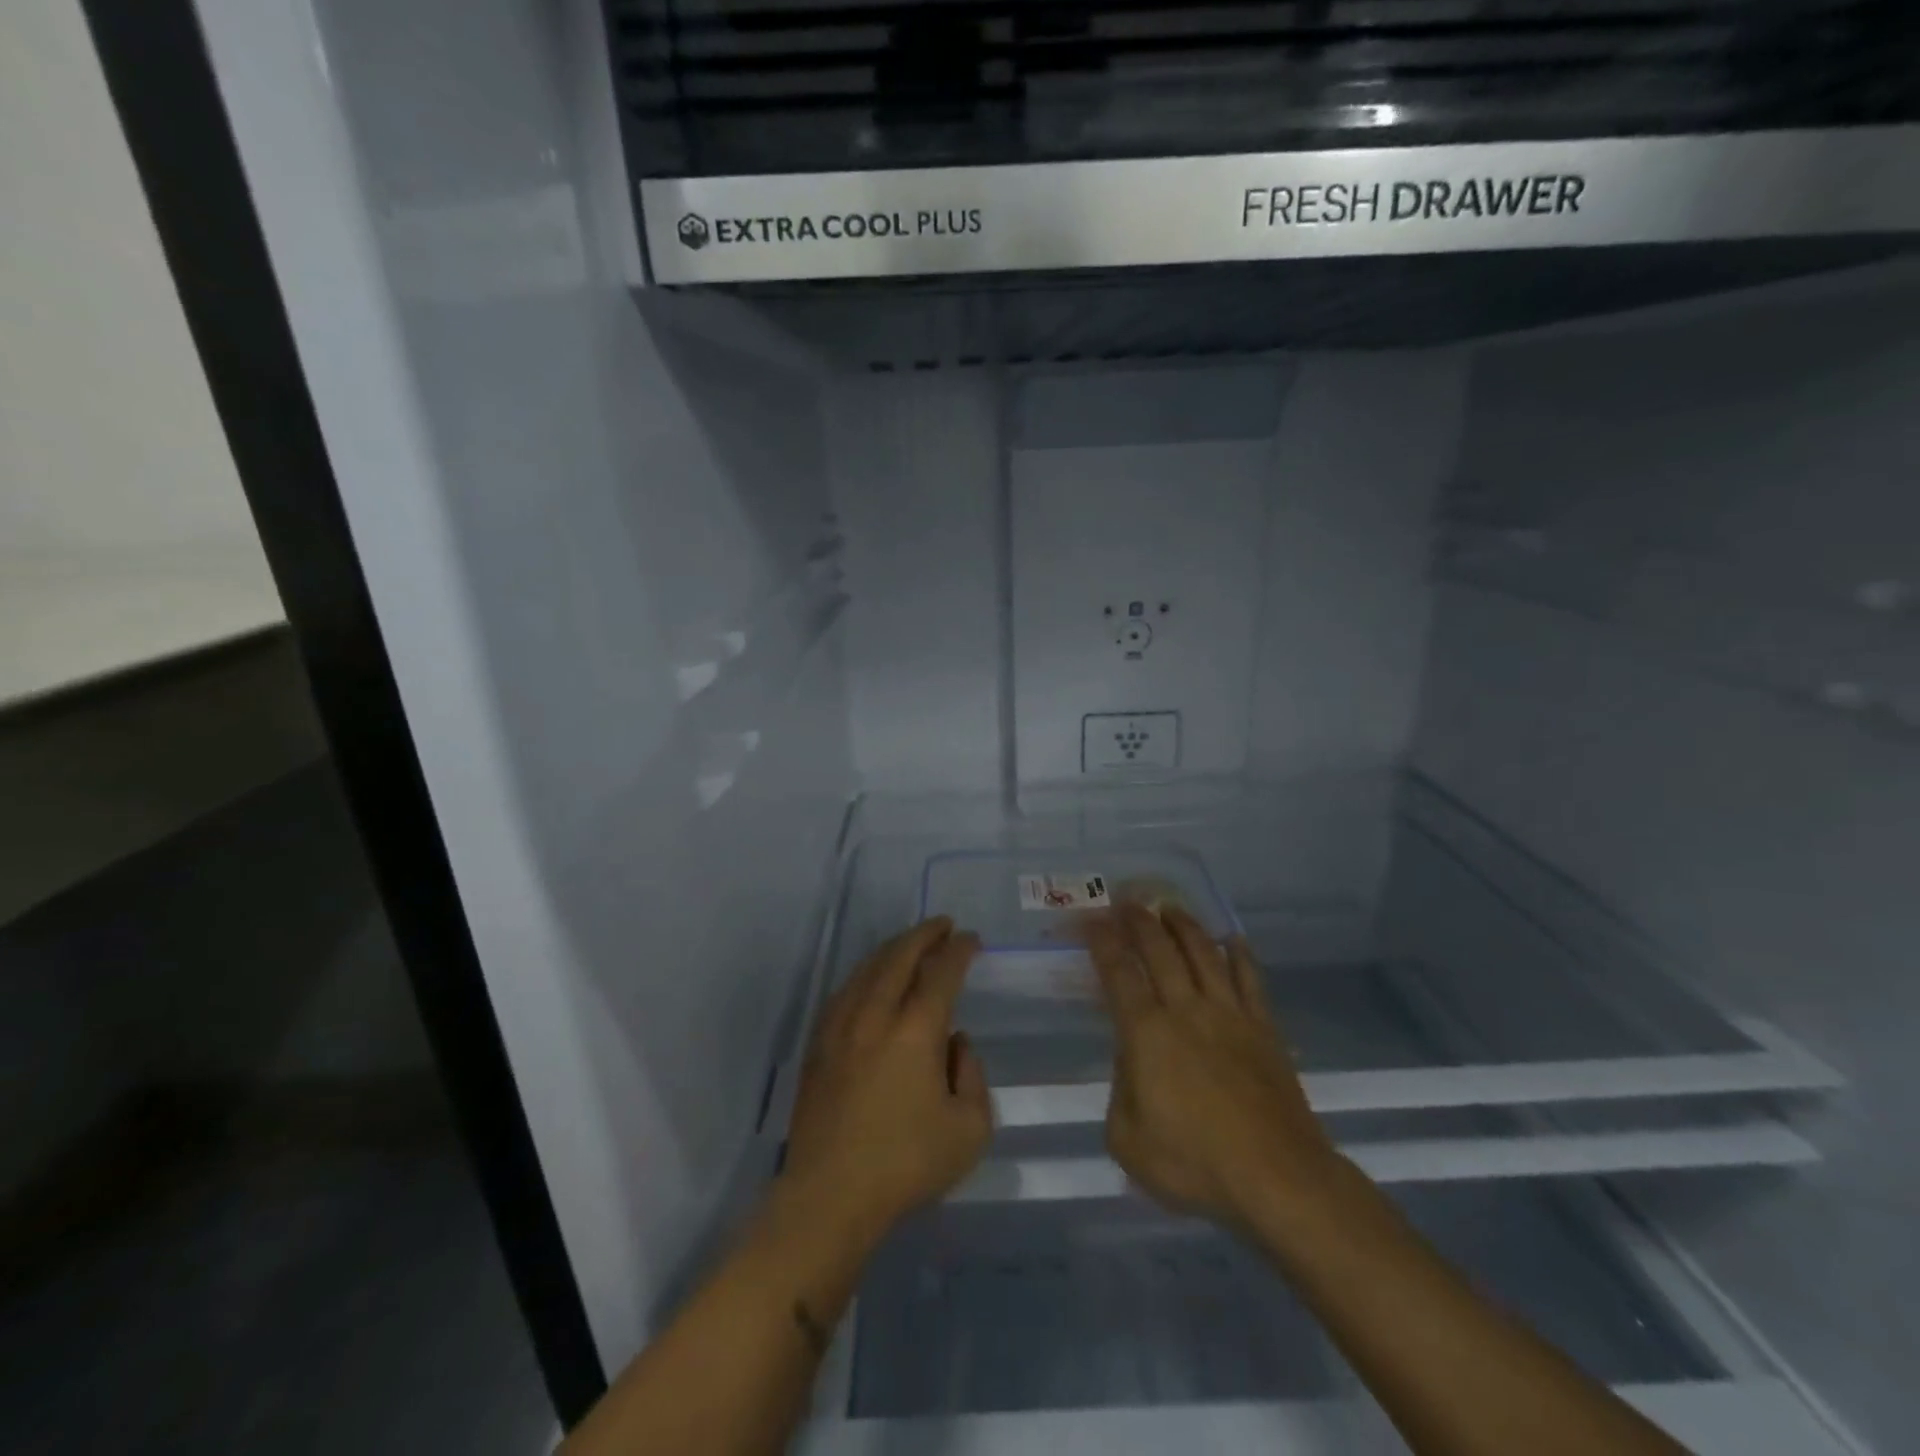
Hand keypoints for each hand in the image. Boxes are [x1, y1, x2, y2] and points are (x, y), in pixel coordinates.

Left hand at [782, 917, 992, 1244]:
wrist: (830, 1196)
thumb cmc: (906, 1164)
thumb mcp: (970, 1130)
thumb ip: (973, 1076)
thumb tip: (955, 1044)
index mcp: (916, 1030)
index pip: (941, 972)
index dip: (959, 950)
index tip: (972, 939)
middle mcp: (876, 1015)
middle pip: (899, 956)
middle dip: (924, 934)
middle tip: (943, 925)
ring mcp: (840, 1026)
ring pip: (867, 968)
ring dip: (893, 949)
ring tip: (910, 944)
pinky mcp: (818, 1044)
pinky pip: (844, 991)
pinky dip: (865, 974)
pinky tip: (871, 979)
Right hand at [1088, 903, 1337, 1227]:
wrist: (1278, 1178)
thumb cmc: (1195, 1164)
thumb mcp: (1128, 1140)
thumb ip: (1120, 1092)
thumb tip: (1131, 1061)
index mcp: (1146, 1033)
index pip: (1118, 973)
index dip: (1102, 942)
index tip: (1091, 920)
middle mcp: (1185, 1010)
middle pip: (1160, 951)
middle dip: (1140, 921)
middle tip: (1128, 900)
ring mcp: (1229, 1015)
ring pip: (1203, 954)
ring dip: (1184, 925)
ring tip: (1171, 907)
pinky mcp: (1263, 1029)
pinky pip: (1250, 980)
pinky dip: (1240, 956)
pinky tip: (1233, 940)